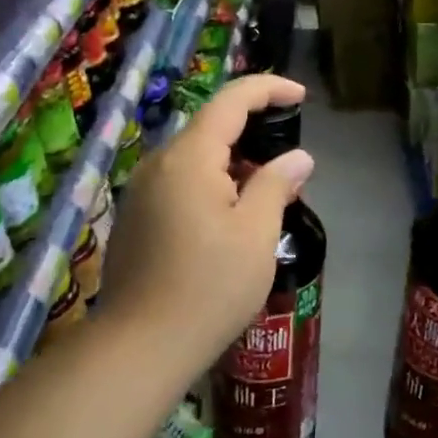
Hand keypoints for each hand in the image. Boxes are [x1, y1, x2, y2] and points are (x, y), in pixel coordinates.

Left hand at [97, 74, 313, 372]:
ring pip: (195, 158)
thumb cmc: (209, 287)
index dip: (268, 89)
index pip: (231, 100)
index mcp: (189, 158)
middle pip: (210, 127)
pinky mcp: (136, 218)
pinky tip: (231, 217)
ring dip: (233, 162)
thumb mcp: (257, 234)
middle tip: (289, 158)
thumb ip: (277, 185)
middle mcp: (158, 164)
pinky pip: (180, 182)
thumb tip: (298, 158)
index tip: (302, 97)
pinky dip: (212, 183)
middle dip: (253, 131)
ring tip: (267, 192)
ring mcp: (141, 192)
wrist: (140, 347)